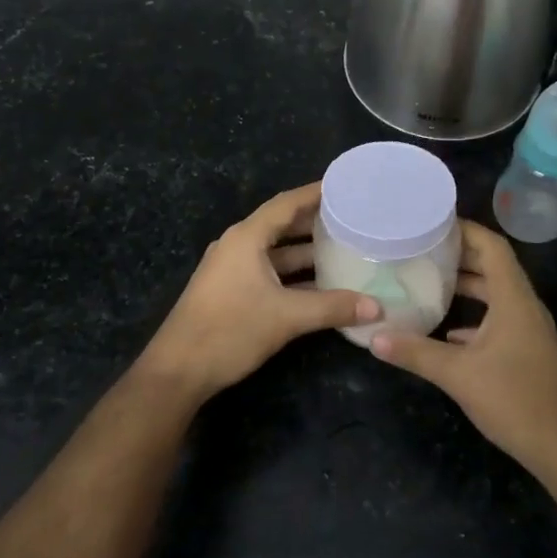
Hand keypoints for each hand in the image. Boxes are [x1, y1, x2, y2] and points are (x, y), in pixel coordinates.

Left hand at [137, 182, 378, 404]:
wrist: (178, 370)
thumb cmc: (230, 330)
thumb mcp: (287, 317)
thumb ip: (333, 308)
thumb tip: (378, 308)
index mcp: (246, 238)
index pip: (287, 203)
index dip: (316, 193)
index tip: (346, 186)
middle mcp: (238, 245)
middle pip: (282, 225)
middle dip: (315, 222)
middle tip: (353, 219)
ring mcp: (232, 269)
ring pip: (276, 252)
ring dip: (306, 252)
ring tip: (344, 249)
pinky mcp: (230, 291)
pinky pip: (268, 272)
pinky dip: (293, 275)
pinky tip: (320, 286)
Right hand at [371, 221, 556, 483]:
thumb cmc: (515, 400)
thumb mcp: (458, 375)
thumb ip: (415, 352)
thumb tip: (374, 336)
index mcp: (514, 299)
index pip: (492, 246)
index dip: (464, 229)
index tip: (430, 223)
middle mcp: (524, 306)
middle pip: (493, 266)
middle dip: (459, 255)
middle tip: (420, 248)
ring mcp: (528, 330)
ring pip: (495, 294)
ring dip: (466, 285)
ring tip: (427, 280)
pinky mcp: (527, 351)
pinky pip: (498, 319)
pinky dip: (473, 316)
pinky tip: (446, 331)